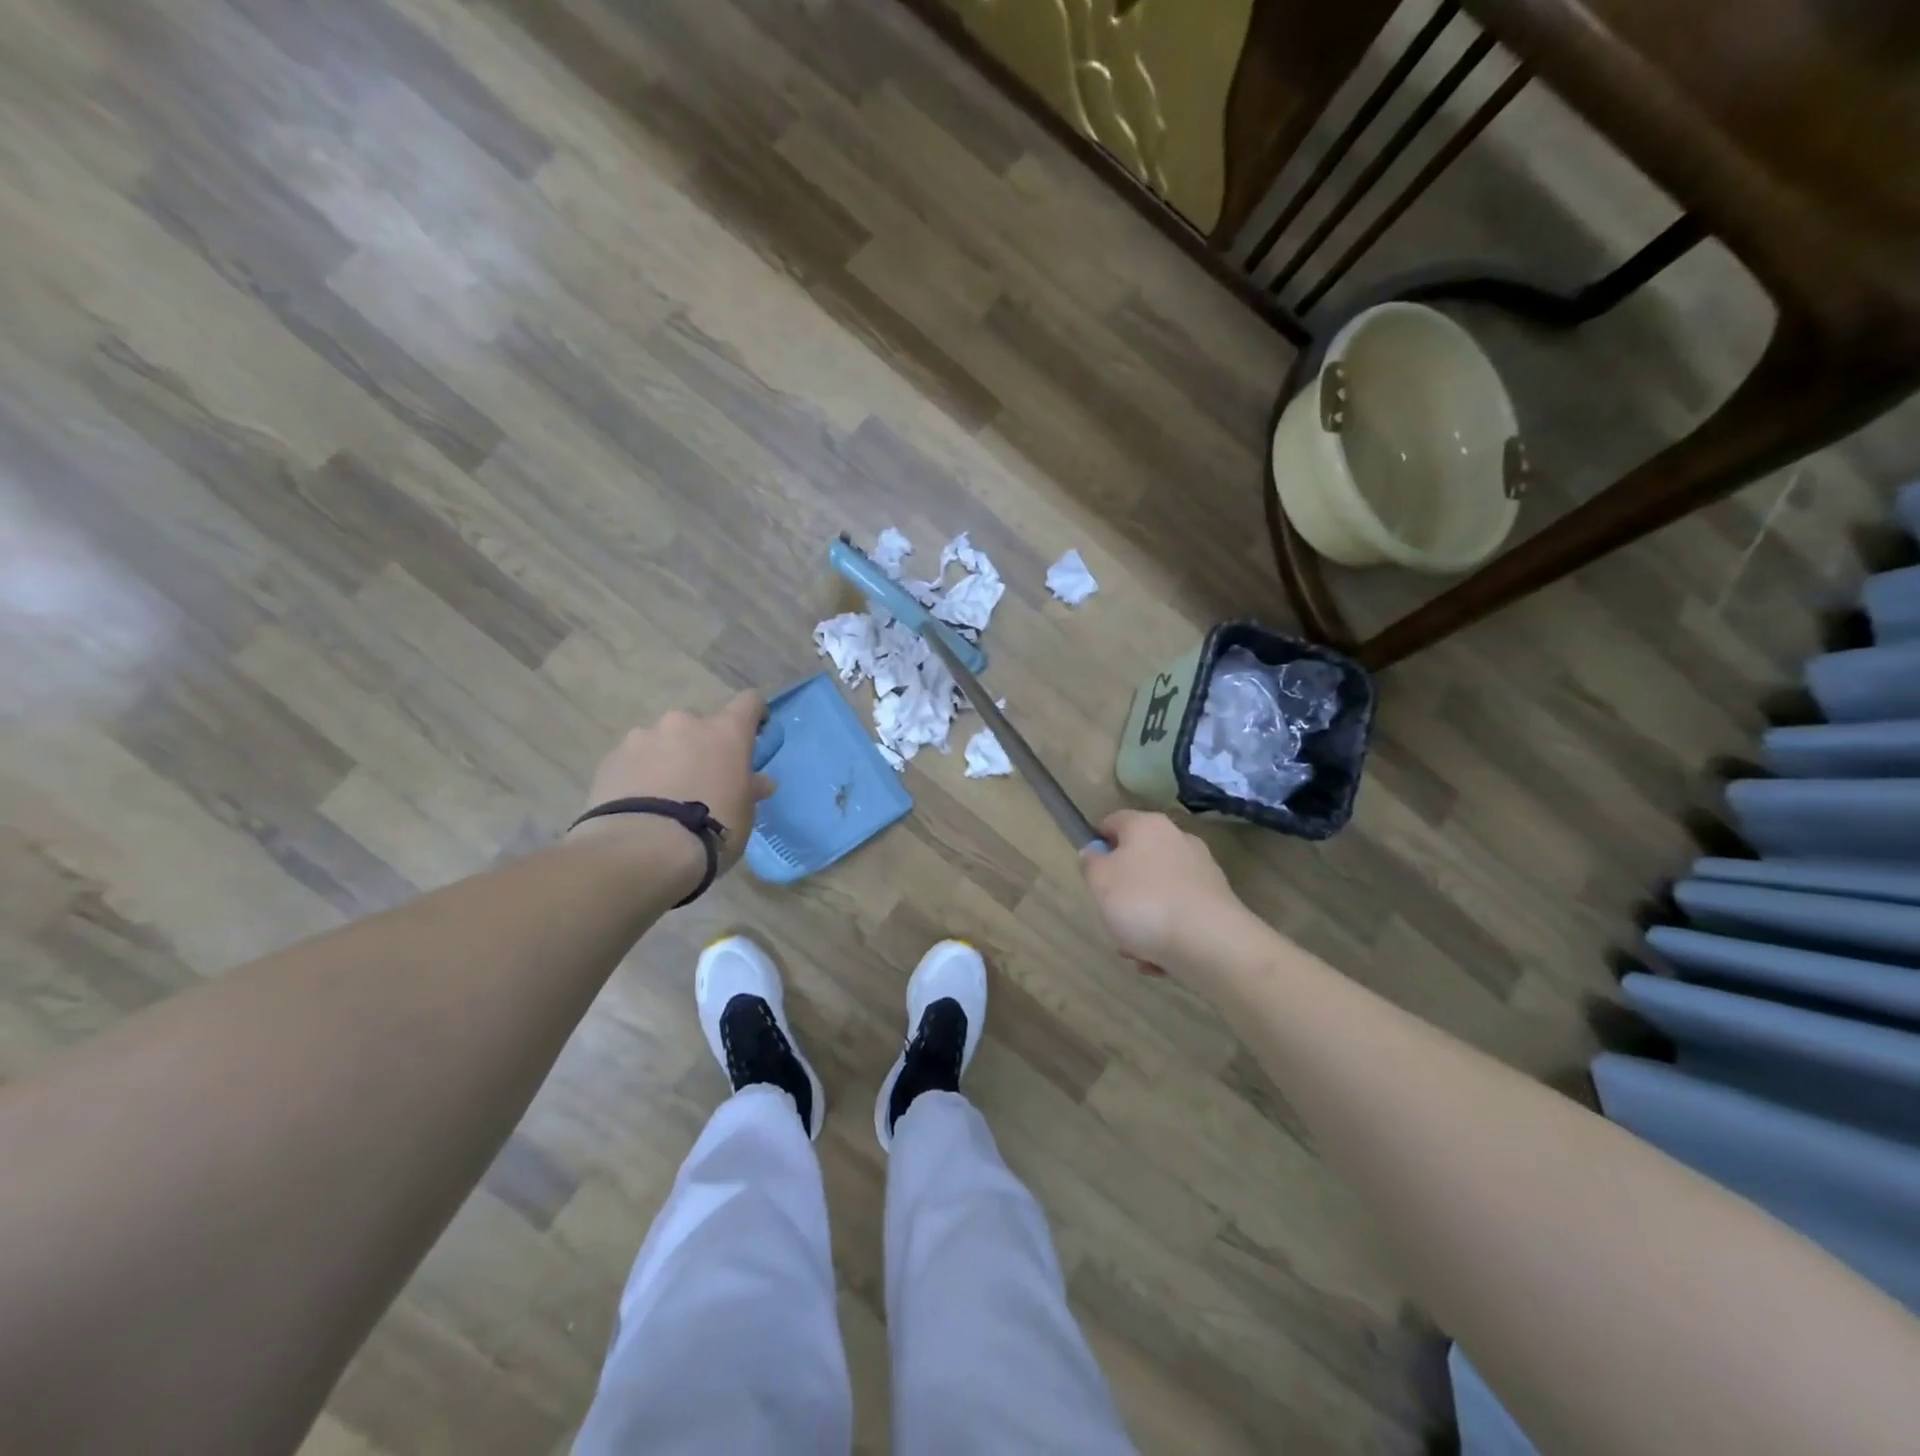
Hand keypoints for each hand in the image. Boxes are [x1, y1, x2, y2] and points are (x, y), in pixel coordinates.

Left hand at [574, 692, 775, 875]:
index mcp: (726, 732)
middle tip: (702, 779)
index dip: (754, 716)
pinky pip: (633, 759)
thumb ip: (750, 789)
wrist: (643, 849)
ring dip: (668, 757)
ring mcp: (644, 736)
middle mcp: (685, 723)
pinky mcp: (612, 757)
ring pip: (663, 740)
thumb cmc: (711, 829)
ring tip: (663, 795)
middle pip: (700, 723)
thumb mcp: (744, 814)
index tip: (754, 736)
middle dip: (702, 745)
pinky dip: (639, 773)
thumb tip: (761, 782)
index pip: (749, 703)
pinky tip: (638, 803)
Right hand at [1080, 811, 1248, 976]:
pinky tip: (1159, 960)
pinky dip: (1166, 935)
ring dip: (1142, 921)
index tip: (1089, 872)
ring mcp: (1202, 873)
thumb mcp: (1099, 880)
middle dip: (1121, 893)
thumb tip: (1095, 853)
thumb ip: (1090, 863)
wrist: (1211, 944)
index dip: (1096, 843)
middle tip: (1111, 917)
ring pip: (1157, 894)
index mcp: (1148, 825)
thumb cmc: (1144, 902)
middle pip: (1137, 862)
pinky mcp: (1217, 905)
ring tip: (1135, 950)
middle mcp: (1178, 840)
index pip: (1113, 822)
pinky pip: (1179, 916)